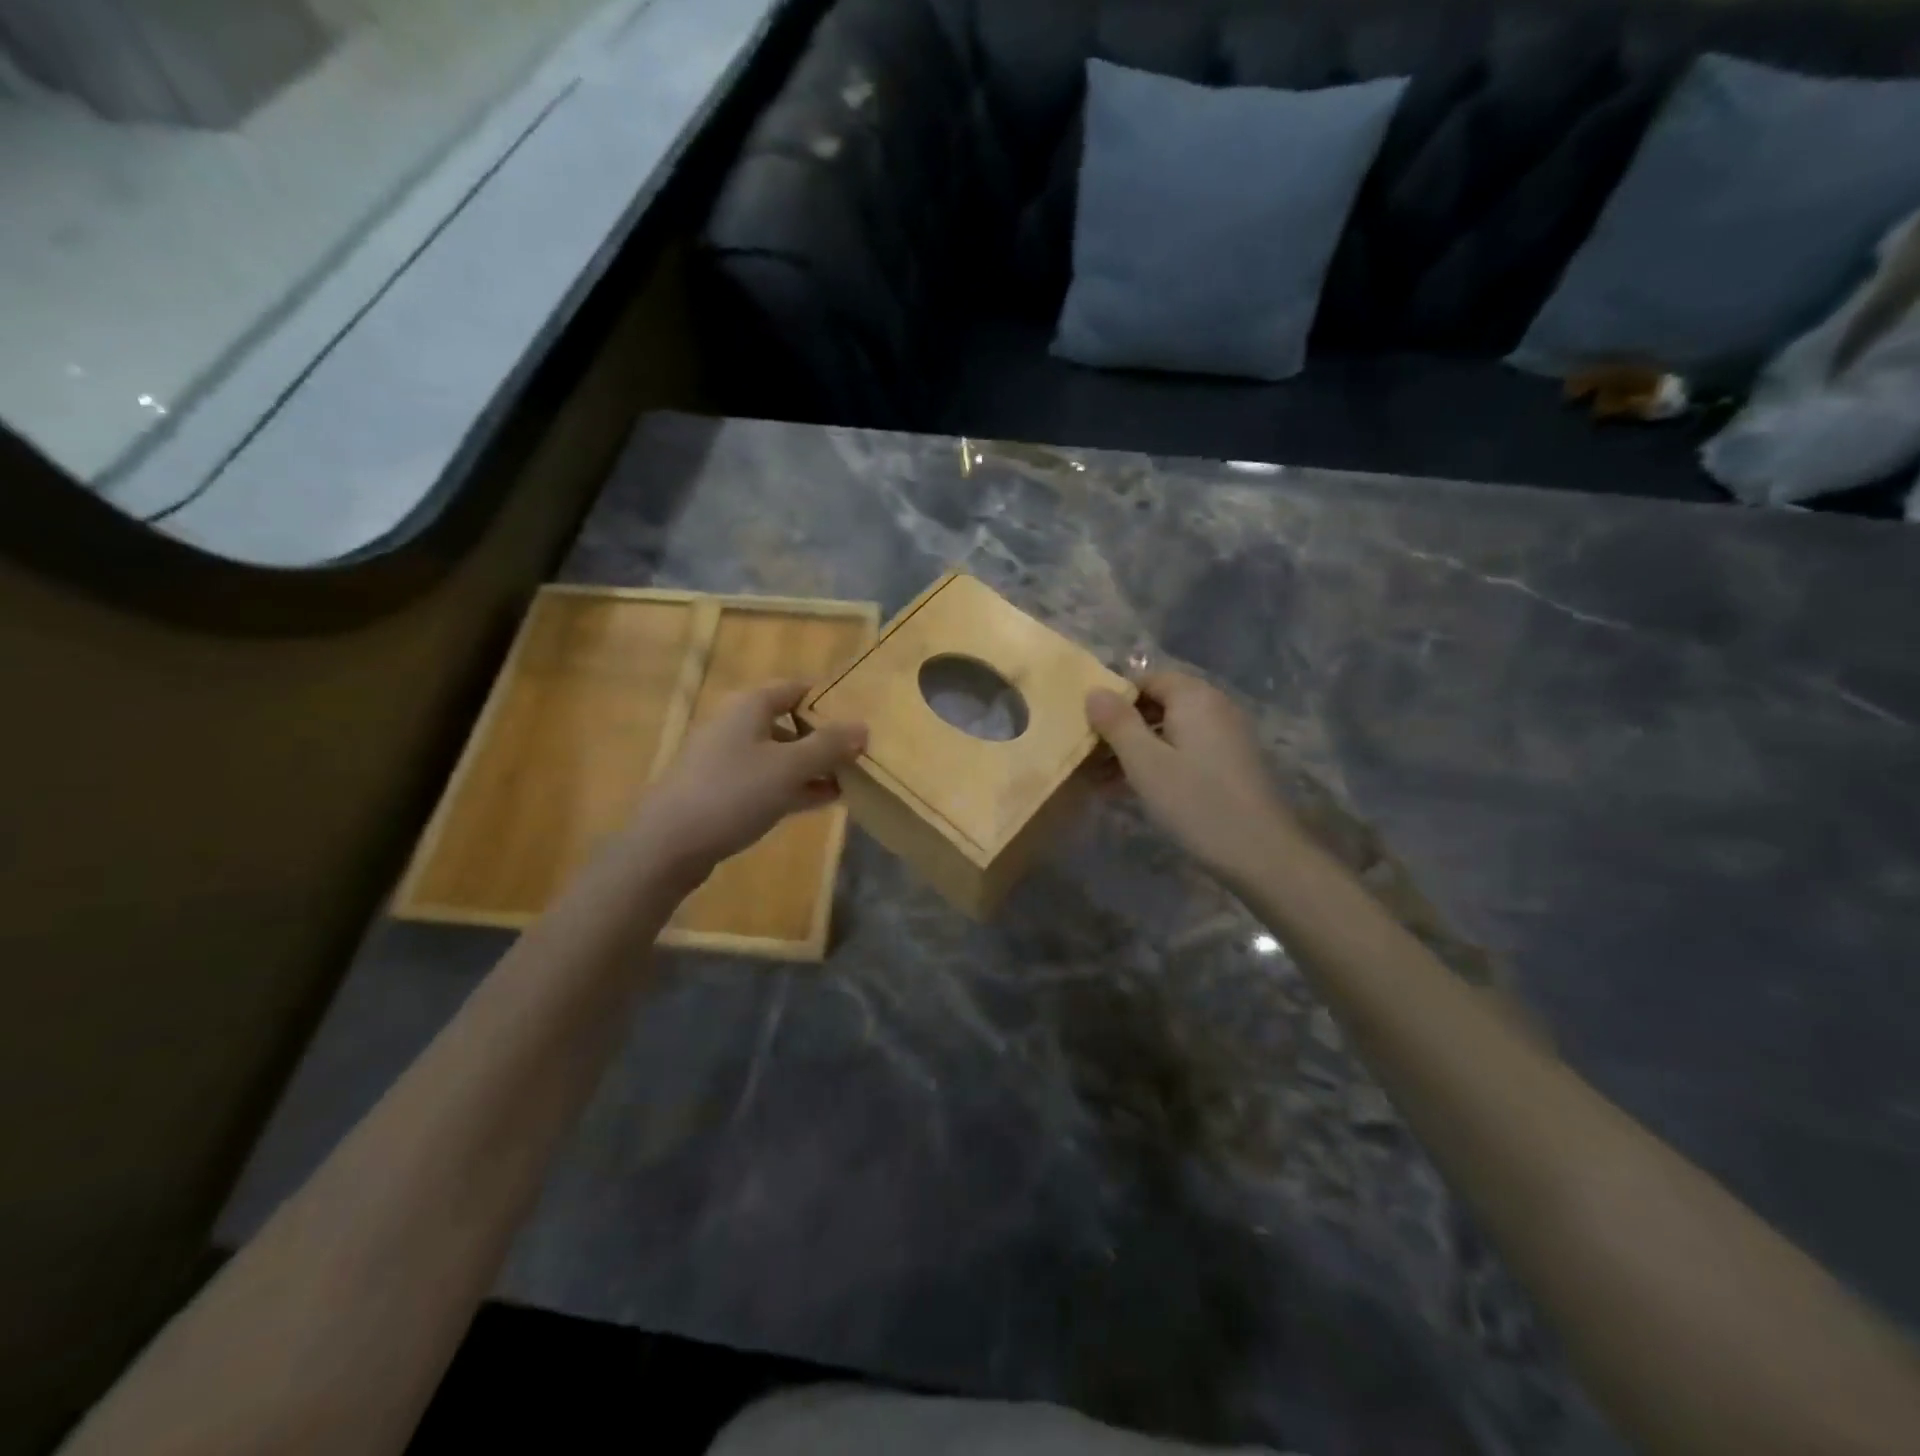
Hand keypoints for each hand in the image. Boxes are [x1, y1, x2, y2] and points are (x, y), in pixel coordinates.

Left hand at [632, 680, 865, 881]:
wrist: (668, 844)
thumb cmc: (733, 793)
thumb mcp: (789, 767)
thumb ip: (829, 745)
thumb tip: (862, 726)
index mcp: (750, 706)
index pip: (797, 688)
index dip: (829, 698)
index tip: (860, 715)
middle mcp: (738, 725)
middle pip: (791, 722)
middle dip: (826, 738)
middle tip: (862, 753)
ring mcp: (729, 760)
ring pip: (782, 755)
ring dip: (814, 766)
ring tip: (851, 780)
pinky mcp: (725, 791)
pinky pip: (769, 781)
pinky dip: (796, 786)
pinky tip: (824, 800)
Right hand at [1086, 670, 1297, 880]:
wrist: (1261, 853)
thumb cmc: (1196, 801)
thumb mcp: (1145, 762)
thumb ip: (1117, 723)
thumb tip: (1094, 690)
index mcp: (1194, 697)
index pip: (1146, 678)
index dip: (1114, 699)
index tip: (1088, 727)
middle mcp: (1214, 707)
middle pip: (1159, 703)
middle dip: (1122, 727)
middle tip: (1090, 756)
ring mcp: (1226, 735)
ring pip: (1170, 730)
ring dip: (1137, 749)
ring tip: (1102, 779)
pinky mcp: (1231, 763)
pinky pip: (1186, 750)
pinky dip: (1160, 762)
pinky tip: (1135, 789)